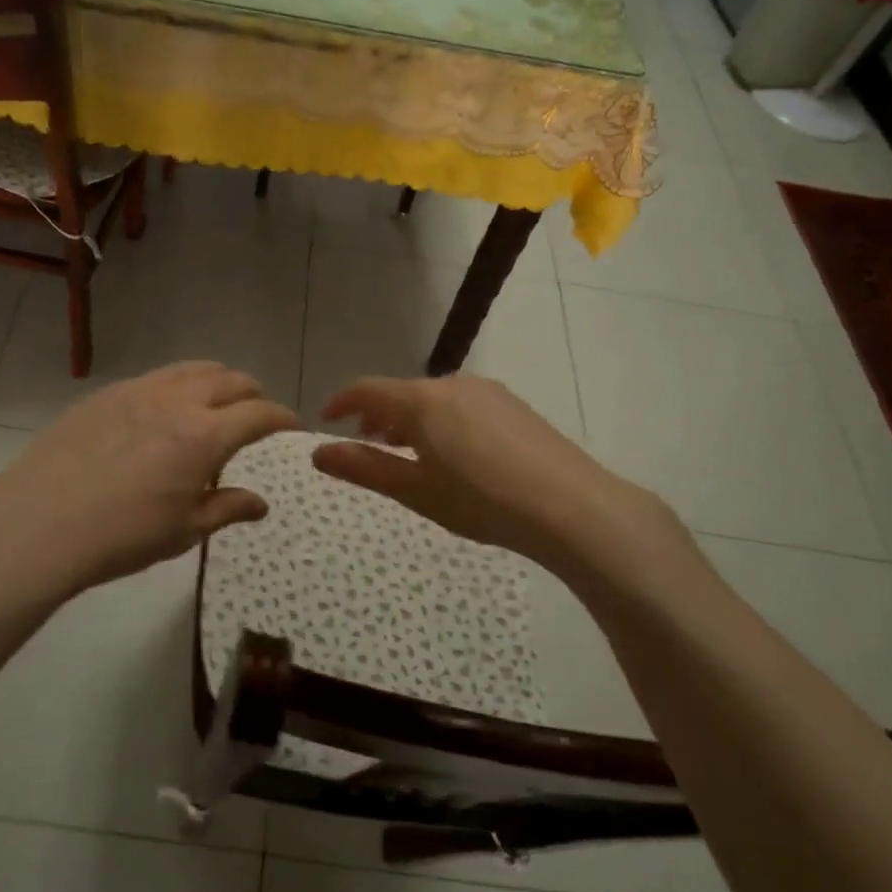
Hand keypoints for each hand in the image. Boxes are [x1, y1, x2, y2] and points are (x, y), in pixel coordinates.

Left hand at [0, 362, 297, 599]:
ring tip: (215, 402)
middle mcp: (178, 401)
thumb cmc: (121, 536)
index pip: (259, 413)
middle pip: (230, 380)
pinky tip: (163, 411)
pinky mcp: (107, 392)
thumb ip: (227, 509)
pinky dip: (177, 385)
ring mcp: (139, 390)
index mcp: (205, 436)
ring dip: (216, 380)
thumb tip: (261, 503)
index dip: (281, 417)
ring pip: (193, 368)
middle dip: (252, 393)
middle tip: (255, 413)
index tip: (290, 424)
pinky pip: (156, 376)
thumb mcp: (183, 531)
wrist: (40, 523)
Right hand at [312, 376, 701, 592]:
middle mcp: (452, 384)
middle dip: (377, 416)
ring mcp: (487, 391)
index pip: (367, 390)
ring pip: (433, 398)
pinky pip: (462, 404)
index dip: (341, 403)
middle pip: (401, 393)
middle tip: (368, 446)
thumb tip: (318, 453)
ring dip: (410, 419)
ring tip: (410, 453)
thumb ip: (364, 468)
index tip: (326, 421)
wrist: (572, 507)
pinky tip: (456, 454)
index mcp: (421, 401)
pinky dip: (442, 420)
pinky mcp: (513, 405)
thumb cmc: (482, 501)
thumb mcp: (416, 491)